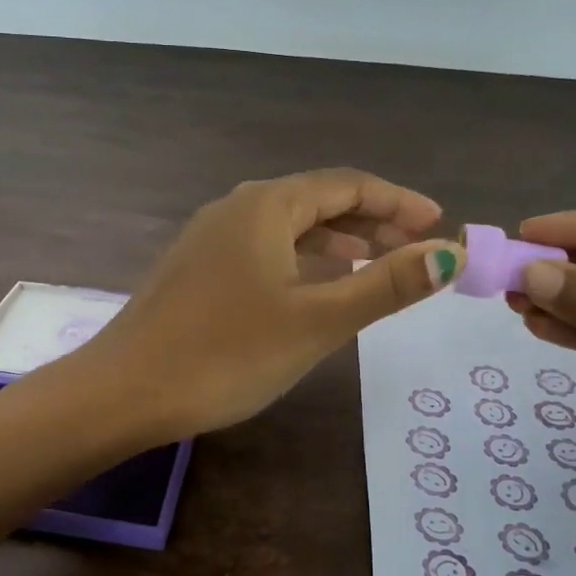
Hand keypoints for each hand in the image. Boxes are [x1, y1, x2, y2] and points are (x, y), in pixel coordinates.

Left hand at [86, 170, 463, 437]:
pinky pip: (262, 250)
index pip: (346, 184)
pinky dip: (298, 261)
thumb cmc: (227, 353)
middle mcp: (235, 208)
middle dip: (369, 220)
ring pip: (286, 228)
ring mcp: (209, 238)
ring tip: (372, 264)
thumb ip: (385, 286)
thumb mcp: (317, 320)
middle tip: (413, 248)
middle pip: (316, 200)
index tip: (437, 223)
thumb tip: (450, 253)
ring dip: (334, 241)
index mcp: (266, 205)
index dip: (397, 201)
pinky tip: (310, 289)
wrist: (125, 391)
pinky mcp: (195, 269)